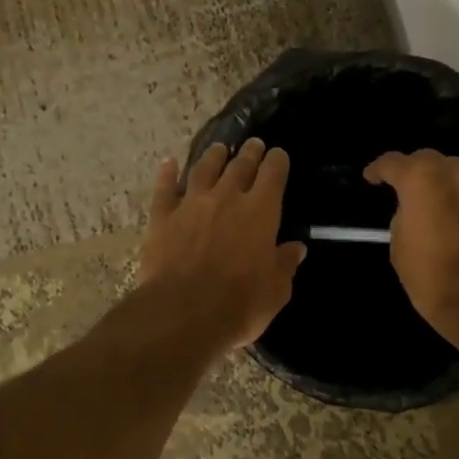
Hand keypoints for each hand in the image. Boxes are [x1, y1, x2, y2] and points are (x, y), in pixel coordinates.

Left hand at [138, 139, 306, 356]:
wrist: (183, 313)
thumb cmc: (239, 304)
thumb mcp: (275, 290)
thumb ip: (284, 265)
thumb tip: (296, 248)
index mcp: (261, 211)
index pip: (273, 174)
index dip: (277, 162)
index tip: (279, 155)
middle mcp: (227, 197)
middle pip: (240, 165)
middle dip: (249, 153)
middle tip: (253, 144)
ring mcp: (191, 204)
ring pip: (203, 169)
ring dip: (213, 156)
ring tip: (219, 149)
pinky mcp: (162, 217)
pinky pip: (164, 188)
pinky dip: (167, 173)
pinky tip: (168, 163)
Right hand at [363, 149, 458, 352]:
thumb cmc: (431, 278)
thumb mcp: (400, 247)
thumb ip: (404, 217)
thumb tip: (413, 210)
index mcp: (423, 181)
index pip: (394, 162)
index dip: (378, 169)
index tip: (371, 178)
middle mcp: (457, 175)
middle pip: (430, 159)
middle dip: (414, 170)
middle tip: (404, 189)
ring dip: (443, 184)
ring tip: (436, 205)